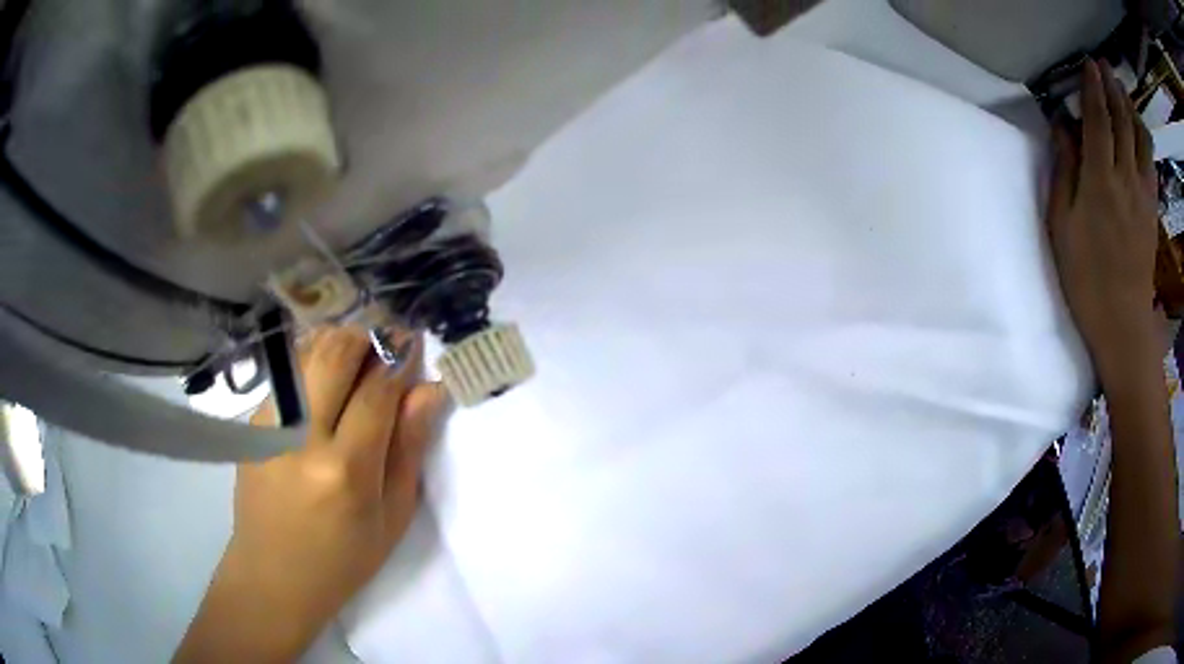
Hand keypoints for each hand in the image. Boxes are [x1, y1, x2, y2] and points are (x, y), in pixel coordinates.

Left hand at [175, 326, 450, 662]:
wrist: (274, 574)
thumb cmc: (344, 558)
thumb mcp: (393, 516)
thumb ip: (409, 448)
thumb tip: (427, 389)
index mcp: (346, 469)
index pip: (377, 391)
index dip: (399, 358)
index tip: (414, 342)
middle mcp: (303, 437)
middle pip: (335, 353)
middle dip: (367, 337)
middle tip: (387, 345)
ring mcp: (270, 425)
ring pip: (307, 353)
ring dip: (339, 344)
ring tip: (358, 361)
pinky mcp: (253, 424)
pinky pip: (289, 374)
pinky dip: (314, 364)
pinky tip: (326, 386)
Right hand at [1046, 59, 1158, 377]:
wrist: (1122, 324)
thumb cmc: (1085, 277)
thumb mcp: (1062, 225)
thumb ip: (1064, 171)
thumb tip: (1062, 128)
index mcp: (1100, 179)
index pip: (1098, 119)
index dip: (1093, 87)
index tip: (1089, 63)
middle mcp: (1125, 178)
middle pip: (1122, 121)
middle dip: (1113, 88)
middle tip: (1105, 65)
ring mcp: (1143, 195)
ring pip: (1140, 139)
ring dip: (1131, 109)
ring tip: (1122, 91)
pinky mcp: (1152, 211)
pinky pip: (1151, 164)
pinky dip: (1144, 139)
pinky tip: (1139, 130)